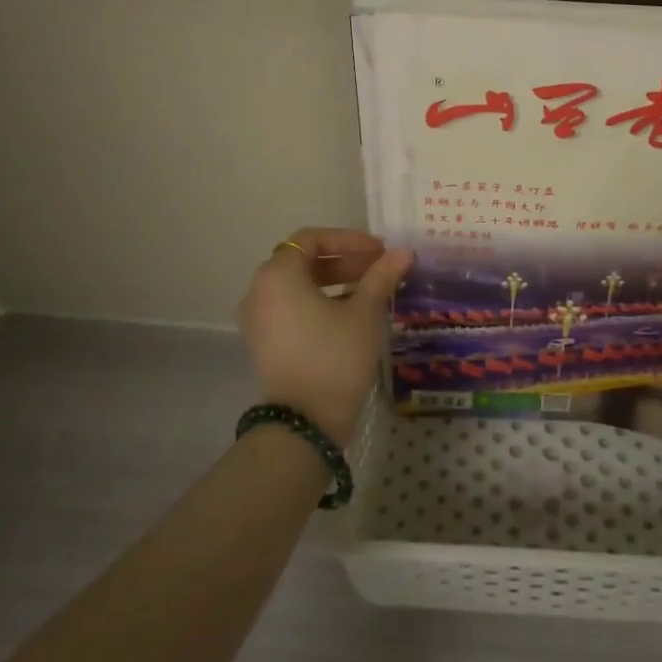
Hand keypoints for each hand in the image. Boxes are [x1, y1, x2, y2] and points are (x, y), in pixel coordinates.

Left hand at [237, 227, 412, 445]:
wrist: (304, 423)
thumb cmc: (334, 356)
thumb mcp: (364, 312)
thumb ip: (381, 275)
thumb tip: (403, 251)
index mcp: (277, 274)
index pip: (312, 238)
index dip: (348, 239)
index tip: (379, 251)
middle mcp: (259, 291)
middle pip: (304, 261)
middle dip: (345, 260)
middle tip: (380, 268)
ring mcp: (258, 319)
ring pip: (298, 286)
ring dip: (334, 282)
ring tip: (371, 290)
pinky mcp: (264, 343)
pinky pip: (292, 308)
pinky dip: (319, 303)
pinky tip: (351, 314)